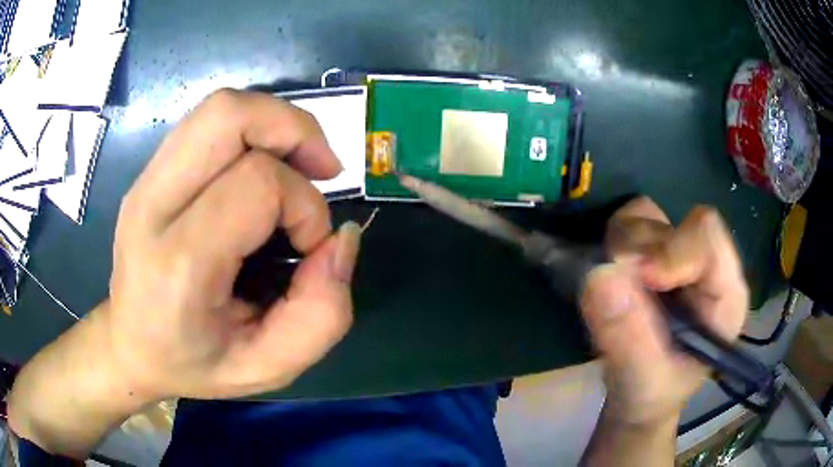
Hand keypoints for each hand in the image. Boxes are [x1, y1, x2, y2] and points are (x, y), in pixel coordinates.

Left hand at [106, 89, 359, 399]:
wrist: (130, 346)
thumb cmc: (194, 364)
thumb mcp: (268, 367)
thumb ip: (322, 315)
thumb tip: (342, 238)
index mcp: (177, 263)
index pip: (257, 184)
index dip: (304, 206)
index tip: (309, 247)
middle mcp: (152, 205)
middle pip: (228, 115)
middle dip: (293, 129)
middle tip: (321, 169)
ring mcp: (145, 182)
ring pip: (219, 108)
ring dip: (274, 124)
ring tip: (297, 166)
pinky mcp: (149, 173)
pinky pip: (208, 124)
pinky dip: (251, 132)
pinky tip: (262, 169)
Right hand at [580, 197, 747, 426]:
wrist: (639, 398)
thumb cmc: (652, 396)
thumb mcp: (643, 381)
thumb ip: (628, 339)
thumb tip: (599, 277)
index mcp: (724, 294)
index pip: (708, 239)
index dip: (674, 250)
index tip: (641, 277)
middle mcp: (705, 265)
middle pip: (673, 224)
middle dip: (639, 251)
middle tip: (615, 290)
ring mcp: (675, 255)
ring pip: (646, 217)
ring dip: (621, 246)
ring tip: (613, 291)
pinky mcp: (650, 254)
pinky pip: (627, 225)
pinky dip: (611, 244)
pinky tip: (611, 279)